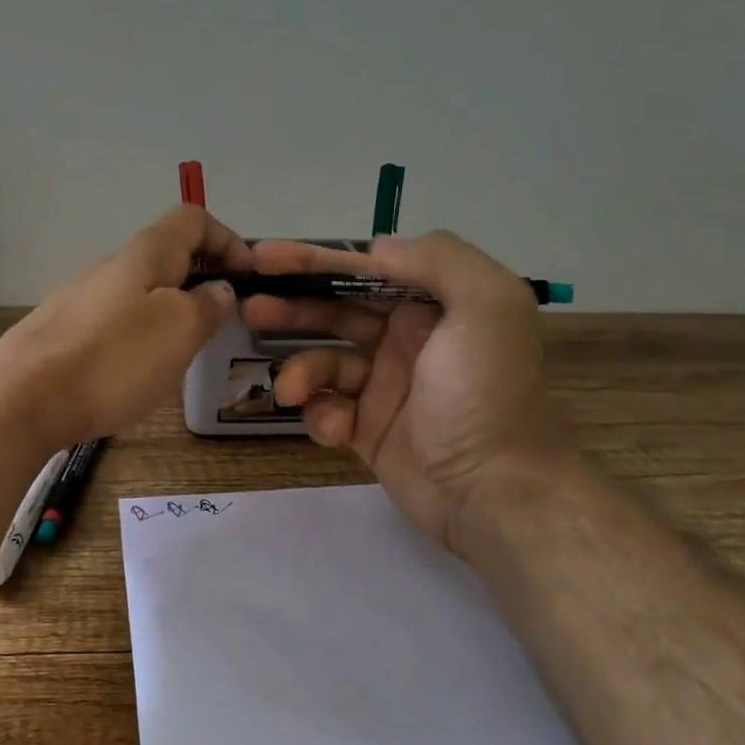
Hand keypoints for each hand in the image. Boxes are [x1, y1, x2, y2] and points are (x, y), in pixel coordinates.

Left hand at [0, 206, 249, 452]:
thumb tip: (218, 289)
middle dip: (202, 282)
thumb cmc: (113, 360)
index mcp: (144, 254)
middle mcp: (110, 266)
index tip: (248, 280)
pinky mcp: (62, 332)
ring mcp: (81, 299)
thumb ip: (208, 304)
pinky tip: (136, 373)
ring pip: (141, 292)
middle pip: (167, 257)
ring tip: (183, 355)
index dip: (228, 240)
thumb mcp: (179, 329)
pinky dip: (140, 336)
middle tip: (220, 325)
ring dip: (171, 312)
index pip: (194, 219)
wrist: (22, 400)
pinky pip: (116, 322)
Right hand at [242, 232, 572, 541]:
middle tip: (249, 307)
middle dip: (292, 307)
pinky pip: (329, 410)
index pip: (365, 271)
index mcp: (436, 306)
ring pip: (325, 362)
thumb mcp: (488, 307)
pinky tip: (336, 430)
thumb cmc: (486, 396)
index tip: (265, 257)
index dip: (316, 260)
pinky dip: (323, 416)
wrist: (495, 495)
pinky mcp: (369, 430)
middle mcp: (409, 340)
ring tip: (290, 390)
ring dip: (301, 370)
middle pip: (336, 311)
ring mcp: (386, 387)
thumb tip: (376, 249)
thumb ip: (439, 260)